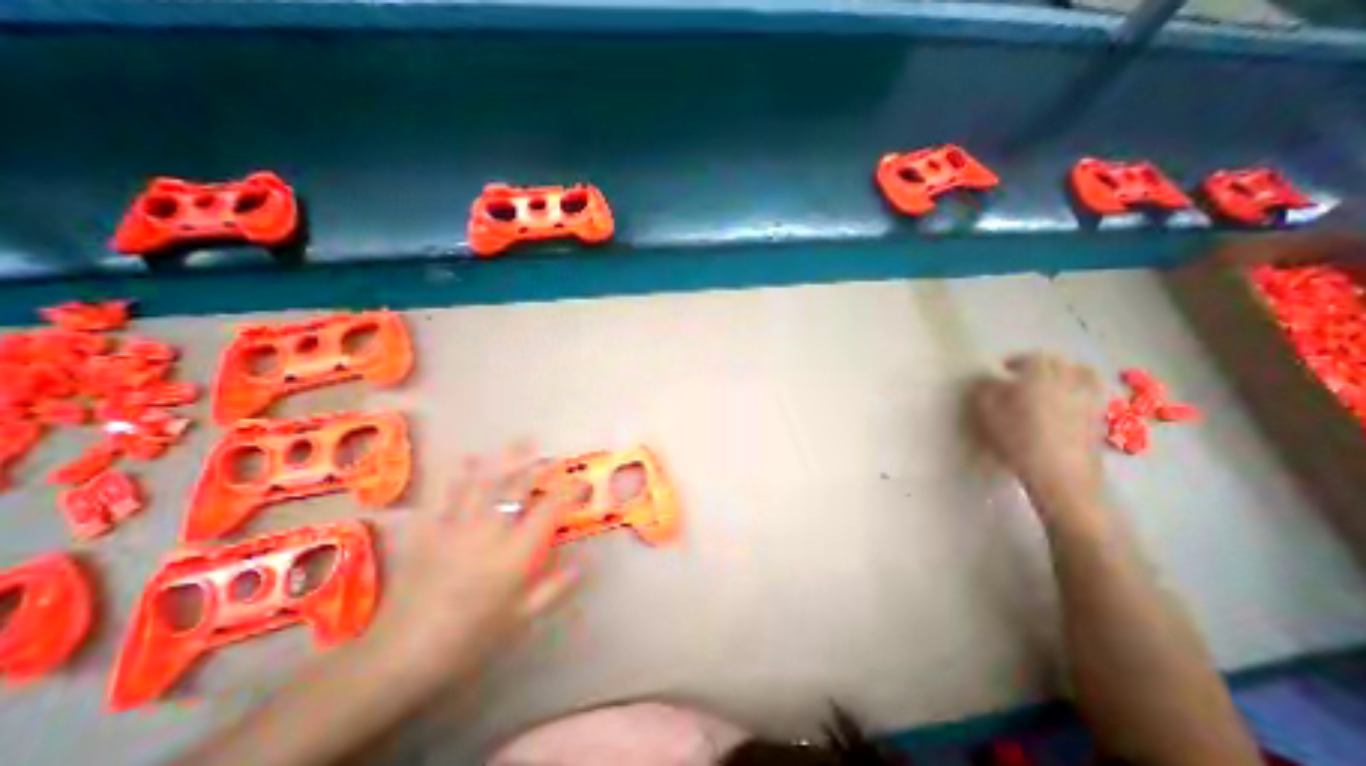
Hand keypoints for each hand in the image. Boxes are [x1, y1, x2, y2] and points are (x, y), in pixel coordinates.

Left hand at [368, 445, 573, 692]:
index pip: (551, 509)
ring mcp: (457, 526)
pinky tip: (468, 459)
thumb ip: (554, 588)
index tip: (583, 484)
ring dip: (506, 459)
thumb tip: (581, 566)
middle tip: (553, 456)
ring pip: (485, 481)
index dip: (571, 491)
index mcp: (517, 553)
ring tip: (520, 441)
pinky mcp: (430, 530)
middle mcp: (490, 530)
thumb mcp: (521, 617)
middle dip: (539, 466)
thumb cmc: (470, 638)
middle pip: (518, 486)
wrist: (400, 656)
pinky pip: (448, 493)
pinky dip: (460, 473)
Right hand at [969, 352, 1107, 513]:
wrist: (1060, 474)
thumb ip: (985, 391)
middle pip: (1060, 363)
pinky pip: (1091, 393)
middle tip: (1023, 376)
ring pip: (1082, 375)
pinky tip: (1064, 404)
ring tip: (1049, 385)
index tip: (1002, 370)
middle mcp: (1069, 381)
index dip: (1015, 361)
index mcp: (1040, 376)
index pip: (1031, 357)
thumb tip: (988, 381)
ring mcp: (1089, 399)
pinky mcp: (1100, 418)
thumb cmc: (1018, 439)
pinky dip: (1079, 391)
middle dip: (1041, 365)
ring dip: (1066, 374)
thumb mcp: (988, 413)